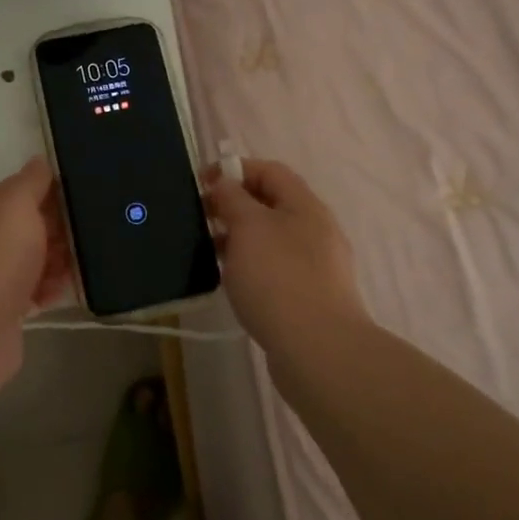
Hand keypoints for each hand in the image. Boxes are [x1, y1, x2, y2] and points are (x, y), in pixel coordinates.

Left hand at [0, 158, 72, 389]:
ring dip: (55, 262)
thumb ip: (32, 180)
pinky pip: (30, 293)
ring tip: (82, 264)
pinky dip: (47, 290)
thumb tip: (41, 161)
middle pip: (23, 228)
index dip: (46, 195)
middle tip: (87, 233)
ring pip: (29, 262)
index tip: (78, 201)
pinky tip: (65, 290)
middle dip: (55, 230)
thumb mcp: (16, 202)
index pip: (13, 193)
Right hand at [205, 158, 366, 347]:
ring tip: (210, 251)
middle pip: (271, 204)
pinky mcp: (310, 296)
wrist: (318, 349)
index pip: (269, 171)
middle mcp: (315, 230)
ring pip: (271, 238)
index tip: (200, 183)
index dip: (234, 169)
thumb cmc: (278, 277)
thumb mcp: (248, 227)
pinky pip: (275, 268)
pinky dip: (251, 266)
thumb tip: (224, 182)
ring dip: (240, 238)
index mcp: (305, 205)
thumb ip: (233, 198)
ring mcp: (316, 265)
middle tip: (200, 218)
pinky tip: (233, 282)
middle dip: (234, 205)